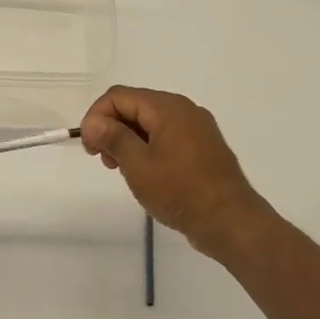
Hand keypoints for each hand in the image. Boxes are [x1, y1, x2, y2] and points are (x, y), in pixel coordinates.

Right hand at [80, 86, 274, 258]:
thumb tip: (92, 121)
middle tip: (103, 160)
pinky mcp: (202, 147)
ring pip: (149, 122)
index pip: (118, 96)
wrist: (230, 221)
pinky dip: (147, 147)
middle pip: (134, 106)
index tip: (89, 148)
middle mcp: (184, 109)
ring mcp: (196, 128)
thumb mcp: (138, 165)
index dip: (96, 117)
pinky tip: (144, 172)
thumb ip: (112, 137)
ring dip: (128, 139)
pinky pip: (166, 136)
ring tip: (121, 169)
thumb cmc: (180, 191)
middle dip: (111, 128)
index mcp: (167, 107)